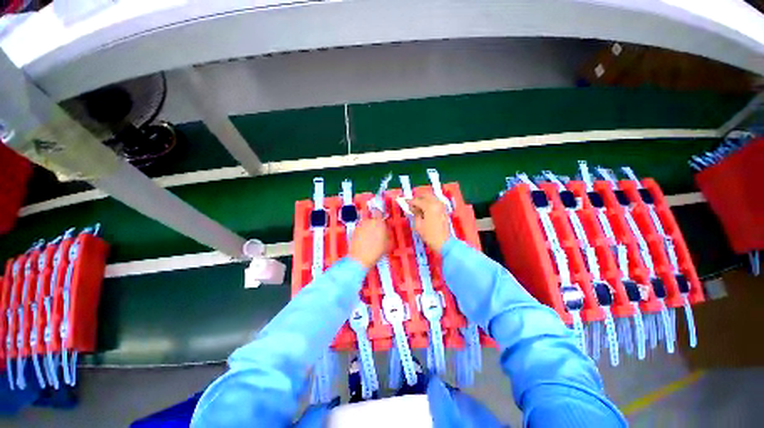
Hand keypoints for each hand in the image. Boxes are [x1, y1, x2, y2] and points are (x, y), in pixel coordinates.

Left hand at [349, 215, 389, 268]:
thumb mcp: (388, 243)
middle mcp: (368, 221)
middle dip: (375, 224)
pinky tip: (365, 241)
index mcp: (378, 222)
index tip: (382, 219)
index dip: (380, 215)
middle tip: (378, 232)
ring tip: (371, 238)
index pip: (379, 212)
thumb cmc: (375, 252)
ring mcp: (360, 226)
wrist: (360, 258)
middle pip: (372, 219)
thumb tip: (387, 231)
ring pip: (366, 224)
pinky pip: (360, 229)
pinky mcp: (354, 231)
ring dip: (368, 228)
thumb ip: (388, 233)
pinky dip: (363, 233)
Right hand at [409, 193, 450, 252]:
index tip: (405, 201)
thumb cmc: (429, 235)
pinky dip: (430, 203)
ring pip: (432, 198)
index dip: (410, 201)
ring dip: (425, 200)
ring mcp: (442, 207)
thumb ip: (415, 214)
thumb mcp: (418, 225)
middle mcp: (437, 203)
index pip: (418, 200)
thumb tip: (412, 208)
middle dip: (418, 198)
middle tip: (412, 203)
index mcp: (430, 206)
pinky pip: (436, 202)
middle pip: (426, 196)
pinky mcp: (444, 211)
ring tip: (418, 206)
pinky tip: (425, 209)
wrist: (444, 243)